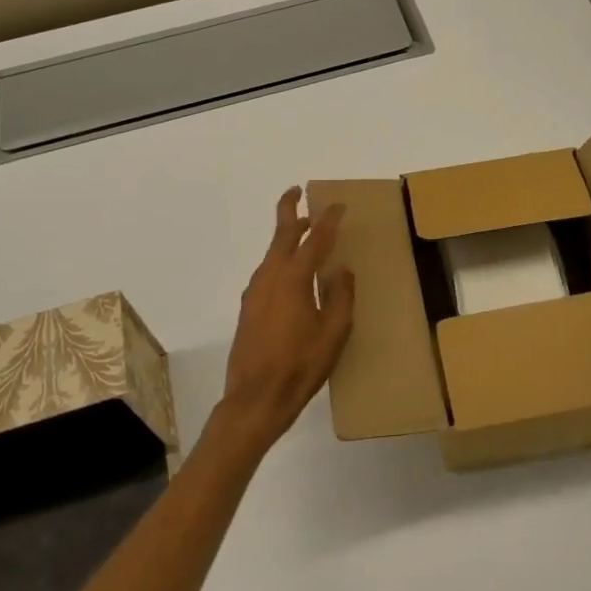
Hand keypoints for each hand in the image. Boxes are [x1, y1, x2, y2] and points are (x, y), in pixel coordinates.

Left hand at [210, 187, 354, 458]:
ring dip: (286, 235)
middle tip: (298, 191)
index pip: (315, 238)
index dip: (328, 220)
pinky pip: (267, 270)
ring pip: (272, 252)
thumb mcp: (334, 333)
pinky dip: (280, 258)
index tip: (338, 205)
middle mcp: (270, 276)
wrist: (255, 399)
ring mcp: (255, 291)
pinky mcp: (249, 307)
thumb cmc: (301, 366)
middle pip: (281, 233)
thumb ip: (341, 296)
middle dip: (290, 209)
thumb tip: (341, 269)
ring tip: (303, 230)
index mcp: (294, 278)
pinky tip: (291, 272)